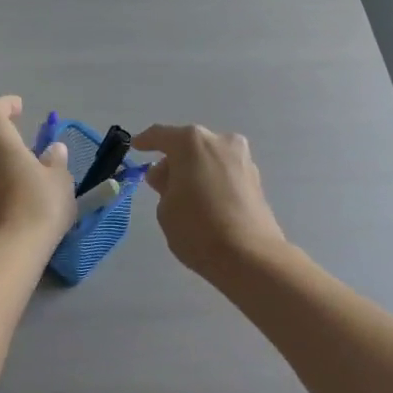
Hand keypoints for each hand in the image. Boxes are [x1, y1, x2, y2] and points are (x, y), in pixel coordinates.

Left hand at [0, 96, 75, 246]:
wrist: (13, 248)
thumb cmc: (40, 202)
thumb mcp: (59, 178)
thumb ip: (55, 160)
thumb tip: (53, 150)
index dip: (6, 104)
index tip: (21, 107)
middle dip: (4, 133)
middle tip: (27, 141)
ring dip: (0, 158)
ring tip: (24, 168)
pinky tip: (15, 191)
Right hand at [133, 124, 288, 280]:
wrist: (250, 257)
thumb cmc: (198, 228)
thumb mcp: (166, 208)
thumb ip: (163, 185)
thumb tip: (167, 175)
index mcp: (192, 142)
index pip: (161, 135)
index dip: (146, 141)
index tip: (136, 146)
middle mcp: (220, 141)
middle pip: (189, 145)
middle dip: (174, 160)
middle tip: (160, 182)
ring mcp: (242, 158)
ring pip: (210, 157)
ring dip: (196, 170)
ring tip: (184, 195)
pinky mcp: (256, 178)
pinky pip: (225, 172)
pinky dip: (213, 180)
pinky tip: (206, 201)